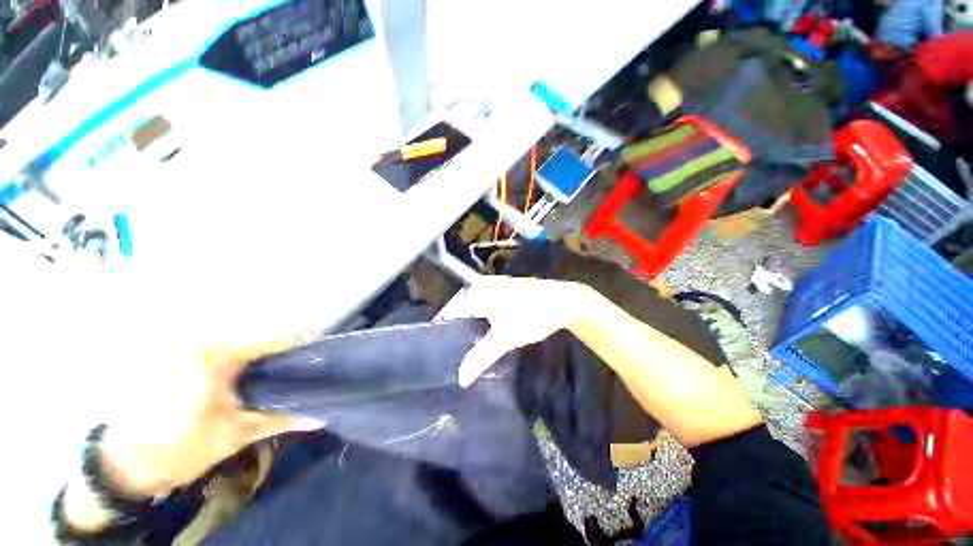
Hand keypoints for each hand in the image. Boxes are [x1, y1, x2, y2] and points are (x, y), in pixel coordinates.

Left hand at [95, 340, 323, 497]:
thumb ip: (280, 418)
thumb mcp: (236, 434)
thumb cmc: (181, 448)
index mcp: (215, 355)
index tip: (317, 358)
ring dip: (261, 363)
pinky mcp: (178, 360)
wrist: (127, 465)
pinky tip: (246, 383)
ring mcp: (187, 349)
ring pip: (240, 349)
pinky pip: (222, 355)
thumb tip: (322, 416)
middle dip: (280, 360)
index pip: (272, 342)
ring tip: (274, 381)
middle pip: (257, 343)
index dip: (298, 350)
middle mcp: (201, 343)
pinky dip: (240, 366)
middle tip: (296, 376)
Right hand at [439, 276, 598, 386]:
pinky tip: (486, 329)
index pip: (451, 310)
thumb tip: (461, 379)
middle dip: (457, 325)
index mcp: (478, 292)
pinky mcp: (506, 289)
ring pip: (475, 304)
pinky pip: (486, 302)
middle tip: (453, 348)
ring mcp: (496, 285)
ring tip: (466, 342)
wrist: (563, 301)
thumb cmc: (531, 316)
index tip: (439, 346)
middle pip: (462, 306)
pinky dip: (483, 315)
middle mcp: (483, 285)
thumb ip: (481, 357)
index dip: (444, 328)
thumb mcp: (505, 338)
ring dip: (470, 320)